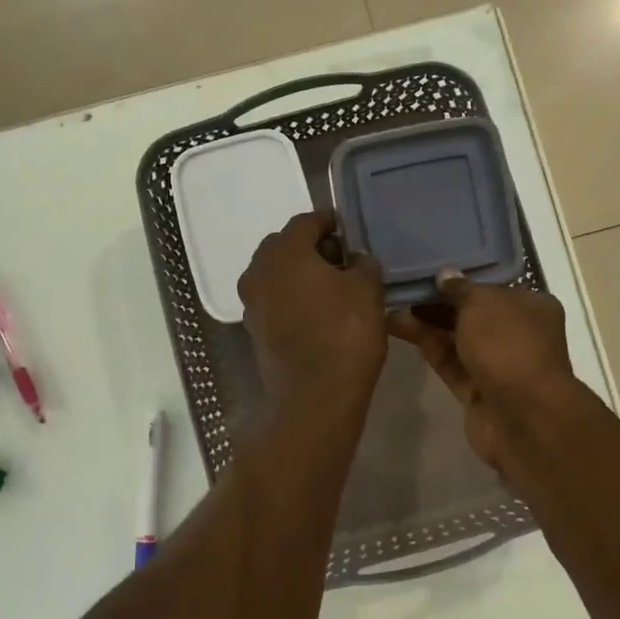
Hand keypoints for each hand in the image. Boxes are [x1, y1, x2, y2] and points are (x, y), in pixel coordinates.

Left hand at [238, 211, 387, 410]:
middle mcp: (258, 271)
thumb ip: (363, 263)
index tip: (348, 229)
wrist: (316, 396)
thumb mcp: (367, 289)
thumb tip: (356, 259)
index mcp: (284, 252)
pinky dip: (292, 298)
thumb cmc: (345, 333)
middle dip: (311, 247)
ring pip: (277, 275)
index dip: (329, 222)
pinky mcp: (254, 330)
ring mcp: (252, 303)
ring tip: (332, 286)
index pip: (306, 222)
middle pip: (285, 246)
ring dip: (300, 274)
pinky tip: (318, 311)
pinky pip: (274, 301)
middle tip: (341, 258)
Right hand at [388, 270, 576, 474]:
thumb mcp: (484, 303)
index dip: (461, 279)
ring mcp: (496, 364)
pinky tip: (396, 327)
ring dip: (425, 322)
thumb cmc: (509, 346)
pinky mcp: (475, 390)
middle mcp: (517, 333)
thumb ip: (461, 288)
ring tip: (390, 303)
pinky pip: (448, 361)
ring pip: (456, 338)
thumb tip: (444, 276)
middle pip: (472, 313)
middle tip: (402, 285)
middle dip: (438, 301)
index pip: (492, 287)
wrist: (523, 417)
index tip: (428, 269)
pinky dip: (426, 345)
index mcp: (531, 306)